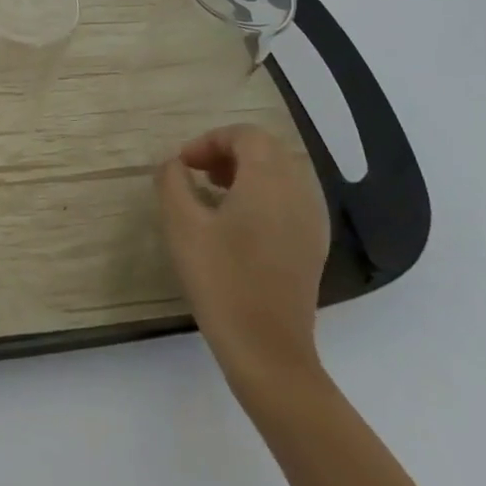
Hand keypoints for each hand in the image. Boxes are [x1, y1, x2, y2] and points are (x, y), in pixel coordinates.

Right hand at [156, 124, 330, 397]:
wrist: (267, 350)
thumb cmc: (220, 279)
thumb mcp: (181, 224)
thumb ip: (172, 182)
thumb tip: (174, 165)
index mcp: (270, 182)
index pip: (246, 136)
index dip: (210, 141)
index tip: (183, 165)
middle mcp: (299, 194)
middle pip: (268, 150)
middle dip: (229, 152)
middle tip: (197, 173)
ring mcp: (312, 222)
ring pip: (281, 174)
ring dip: (246, 172)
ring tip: (213, 195)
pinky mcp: (312, 246)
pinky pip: (290, 199)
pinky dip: (263, 195)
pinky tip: (236, 223)